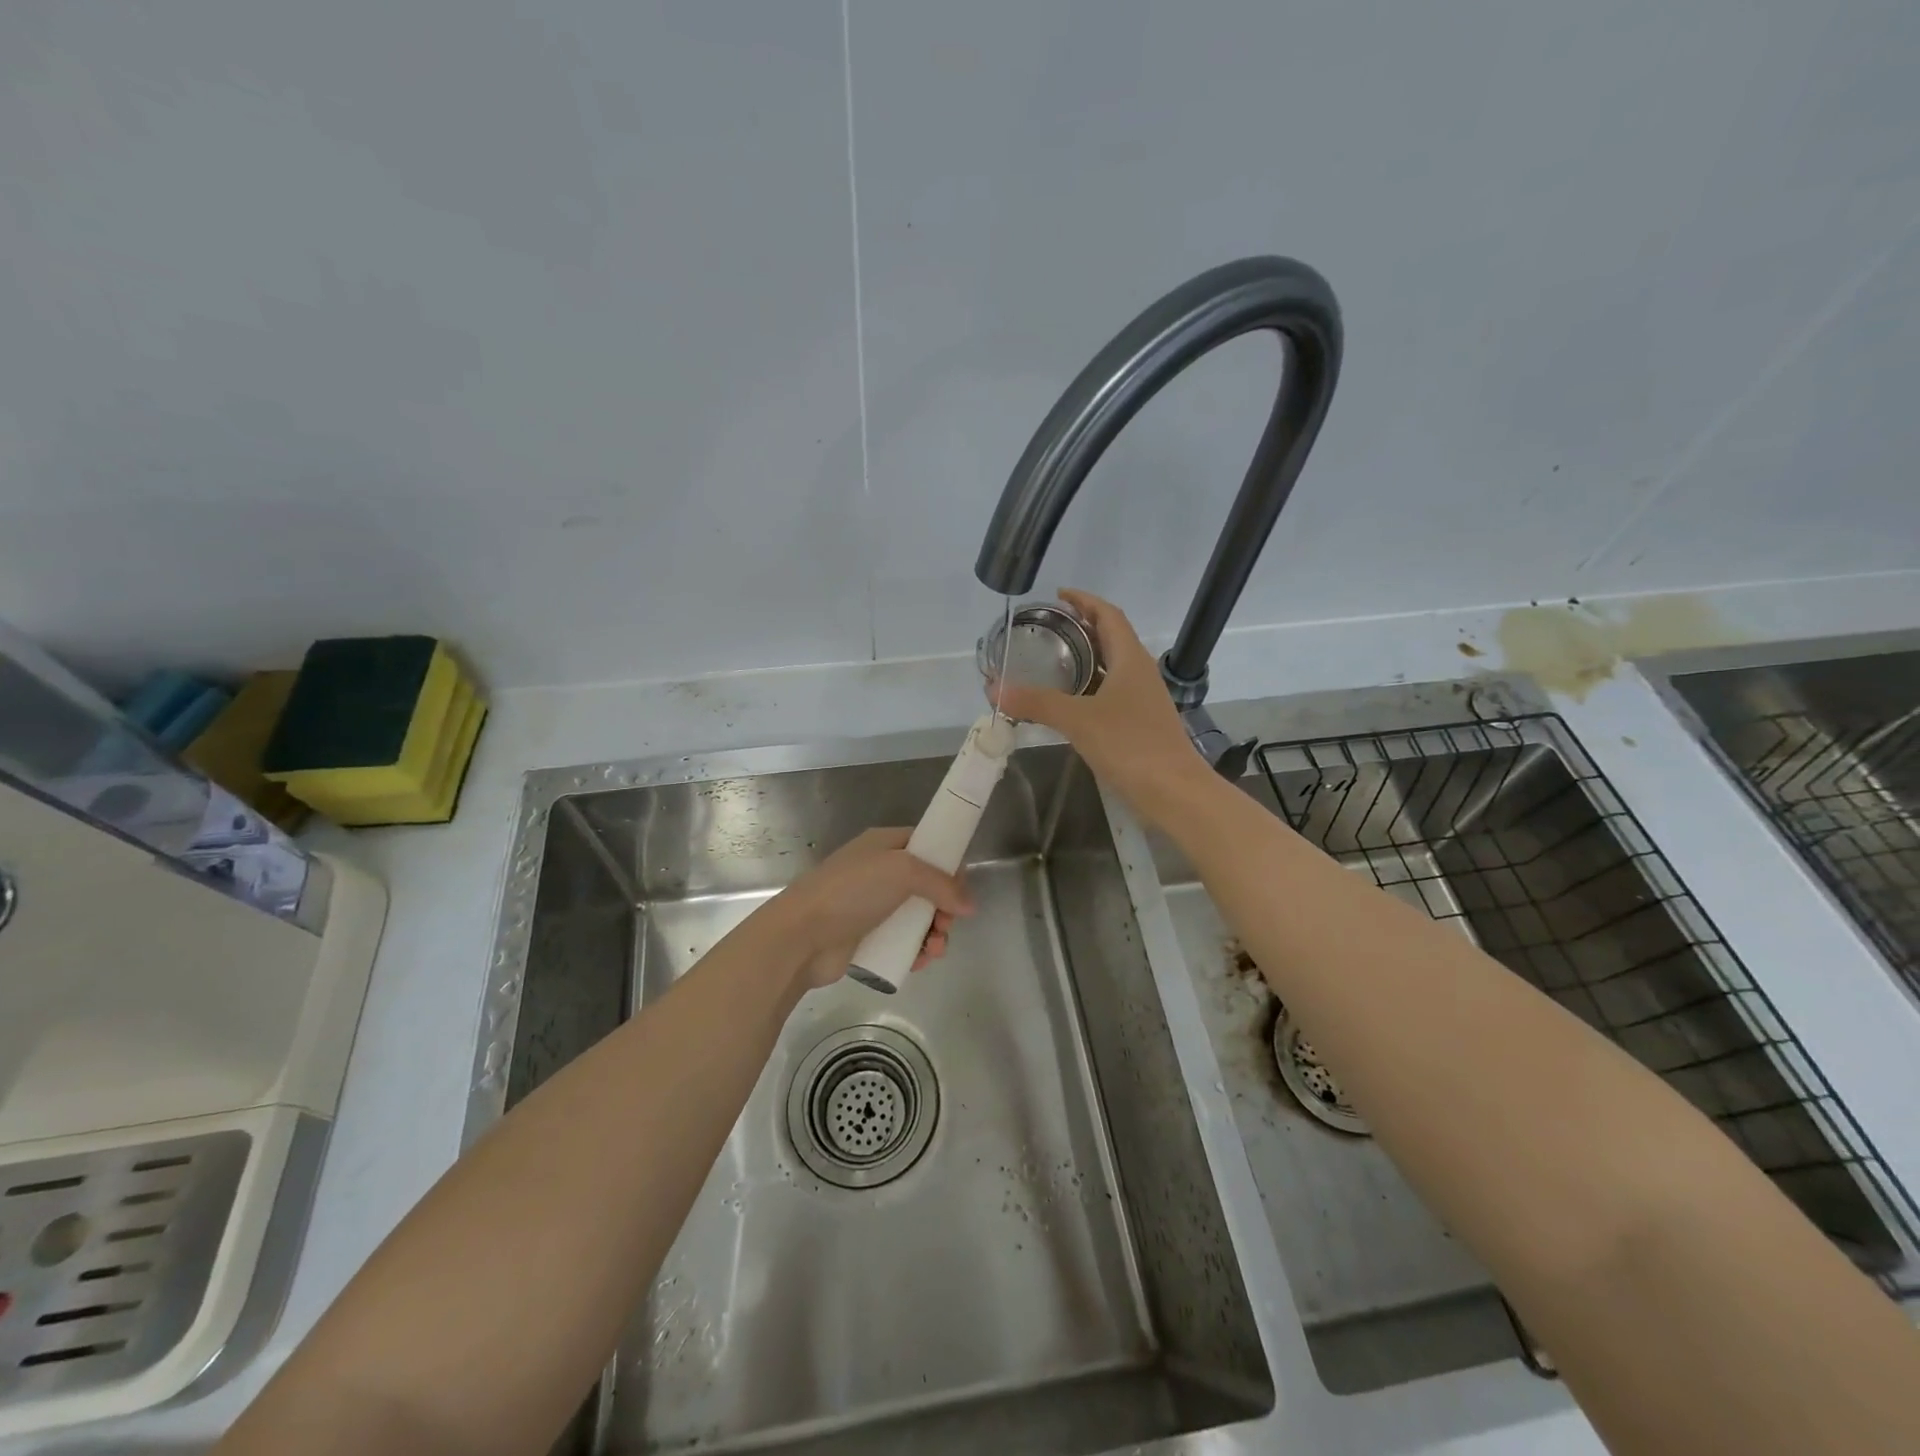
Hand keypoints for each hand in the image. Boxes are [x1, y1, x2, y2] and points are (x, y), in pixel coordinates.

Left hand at [768, 827, 973, 988]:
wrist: (801, 935)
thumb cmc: (851, 891)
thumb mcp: (902, 871)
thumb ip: (941, 883)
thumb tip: (970, 905)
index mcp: (884, 845)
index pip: (926, 846)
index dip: (948, 864)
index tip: (961, 887)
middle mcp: (879, 872)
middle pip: (927, 886)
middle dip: (945, 907)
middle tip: (947, 924)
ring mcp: (872, 906)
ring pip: (917, 917)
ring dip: (934, 934)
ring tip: (934, 950)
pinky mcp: (866, 938)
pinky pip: (902, 942)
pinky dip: (916, 952)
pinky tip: (920, 962)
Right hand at [992, 589, 1206, 819]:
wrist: (1174, 791)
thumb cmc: (1130, 745)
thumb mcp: (1078, 720)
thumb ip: (1036, 703)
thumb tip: (994, 689)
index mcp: (1130, 659)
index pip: (1108, 615)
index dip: (1085, 601)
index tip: (1058, 595)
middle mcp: (1139, 672)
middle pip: (1110, 638)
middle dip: (1080, 628)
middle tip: (1046, 629)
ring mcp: (1142, 699)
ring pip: (1111, 668)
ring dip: (1085, 659)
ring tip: (1051, 661)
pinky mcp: (1140, 723)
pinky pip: (1110, 693)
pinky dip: (1088, 688)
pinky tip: (1068, 702)